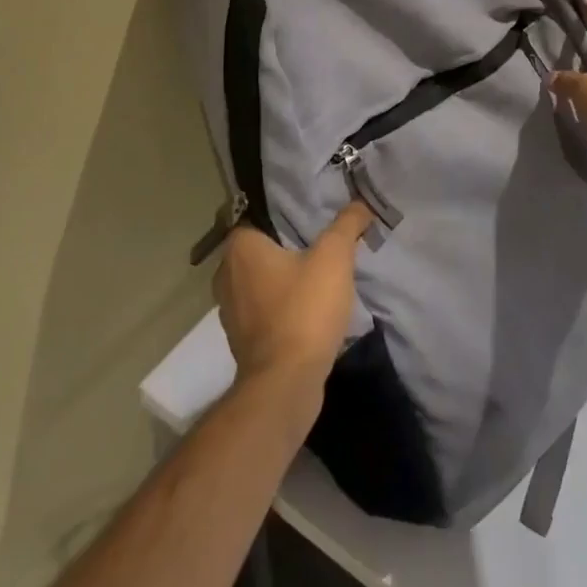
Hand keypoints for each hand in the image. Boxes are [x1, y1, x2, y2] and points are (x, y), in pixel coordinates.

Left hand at [215, 202, 373, 411]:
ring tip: (319, 272)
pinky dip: (282, 304)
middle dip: (288, 245)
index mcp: (239, 248)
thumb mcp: (334, 257)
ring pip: (261, 279)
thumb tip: (360, 202)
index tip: (313, 214)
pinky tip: (309, 306)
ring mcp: (230, 310)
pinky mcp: (241, 338)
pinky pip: (264, 308)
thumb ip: (347, 224)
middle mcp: (226, 274)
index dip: (286, 213)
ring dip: (285, 277)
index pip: (259, 215)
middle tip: (321, 240)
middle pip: (261, 248)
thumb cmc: (304, 310)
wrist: (286, 383)